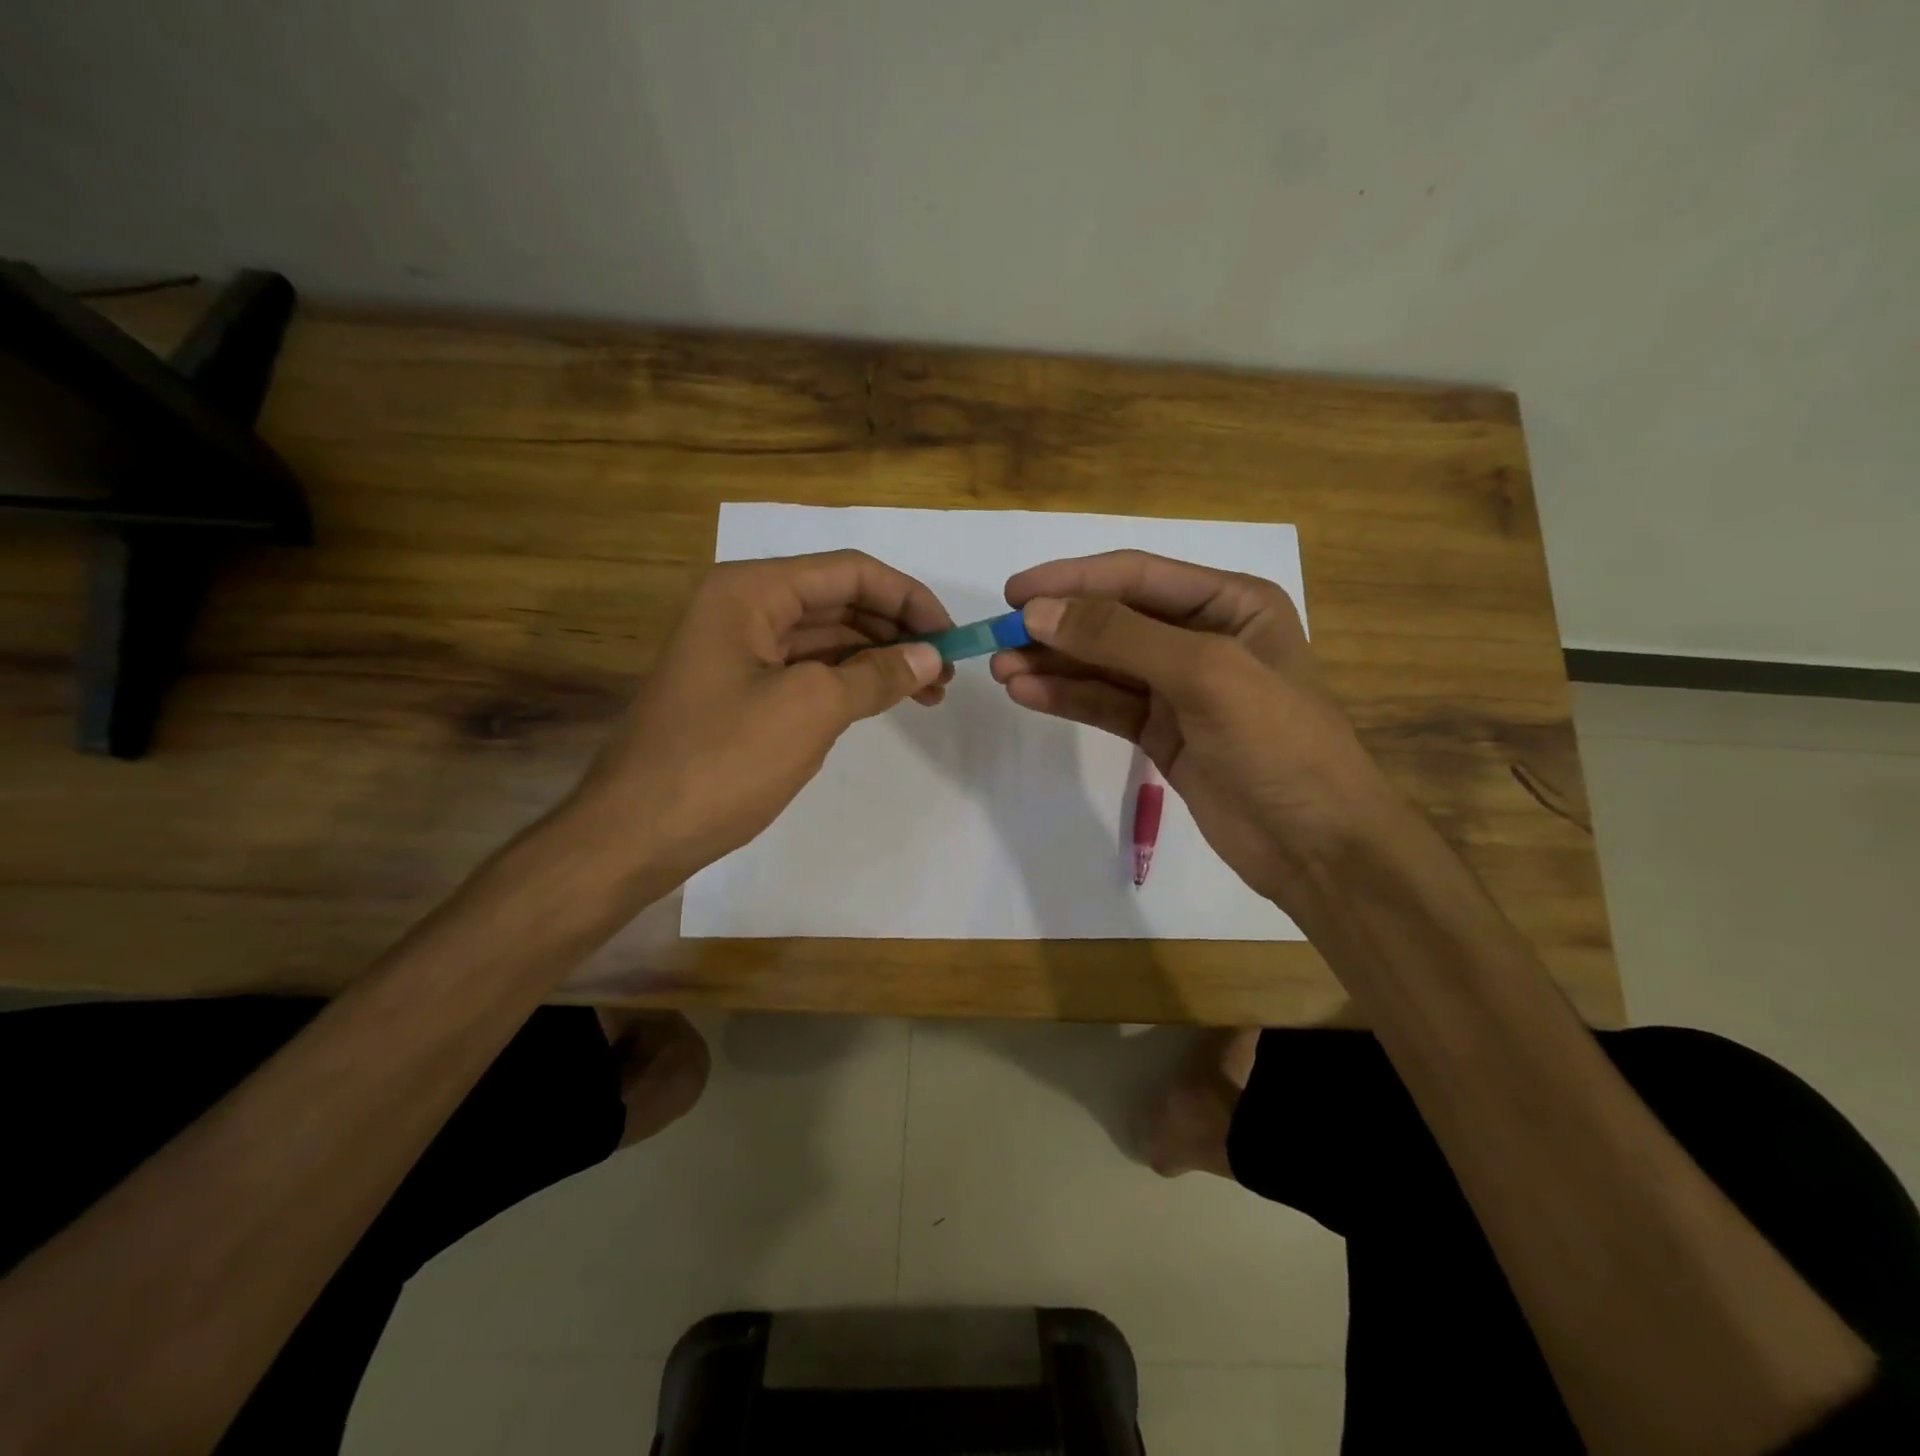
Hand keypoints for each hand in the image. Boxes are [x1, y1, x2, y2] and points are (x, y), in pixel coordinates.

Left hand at [568, 550, 952, 892]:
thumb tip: (930, 657)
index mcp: (750, 591)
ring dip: (877, 658)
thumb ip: (876, 675)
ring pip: (825, 638)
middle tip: (945, 671)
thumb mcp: (810, 709)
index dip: (909, 598)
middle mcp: (742, 607)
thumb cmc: (722, 760)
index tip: (953, 637)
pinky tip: (882, 700)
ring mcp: (738, 650)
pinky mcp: (739, 690)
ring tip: (928, 692)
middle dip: (897, 630)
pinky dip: (848, 682)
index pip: (850, 572)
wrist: (634, 833)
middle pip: (838, 600)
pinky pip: (806, 671)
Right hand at [991, 551, 1396, 908]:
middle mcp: (1203, 636)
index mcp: (1230, 603)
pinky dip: (1068, 697)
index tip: (1014, 593)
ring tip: (999, 669)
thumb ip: (1120, 637)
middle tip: (997, 639)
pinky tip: (1028, 693)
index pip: (1137, 575)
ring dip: (1053, 663)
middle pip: (1114, 619)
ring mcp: (1180, 688)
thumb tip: (1038, 612)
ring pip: (1104, 664)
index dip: (1072, 580)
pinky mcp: (1162, 732)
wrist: (1316, 846)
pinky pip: (1106, 704)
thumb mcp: (1205, 675)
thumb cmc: (1278, 744)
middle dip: (1057, 626)